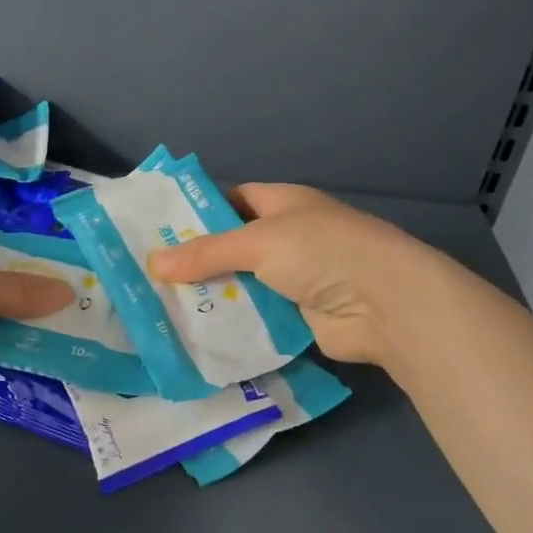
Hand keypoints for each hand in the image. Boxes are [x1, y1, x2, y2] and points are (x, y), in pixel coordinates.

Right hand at [148, 184, 422, 368]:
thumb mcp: (258, 242)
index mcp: (282, 204)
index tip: (156, 228)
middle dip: (195, 260)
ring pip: (239, 284)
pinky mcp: (296, 316)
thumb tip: (153, 264)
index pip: (231, 200)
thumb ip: (206, 253)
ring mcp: (292, 278)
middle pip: (231, 246)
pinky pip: (253, 316)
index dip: (197, 211)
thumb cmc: (322, 251)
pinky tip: (193, 332)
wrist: (385, 304)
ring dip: (209, 295)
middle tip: (147, 274)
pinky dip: (229, 323)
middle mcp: (287, 237)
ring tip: (159, 306)